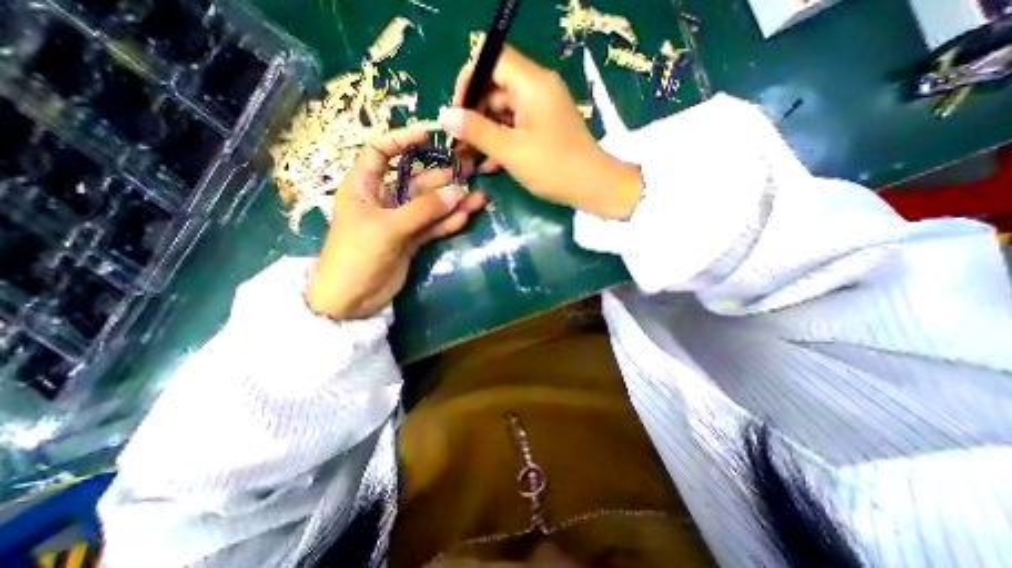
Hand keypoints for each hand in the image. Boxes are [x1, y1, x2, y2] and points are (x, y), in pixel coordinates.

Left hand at [304, 127, 484, 319]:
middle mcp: (384, 200)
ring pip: (430, 206)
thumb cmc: (357, 256)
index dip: (401, 141)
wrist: (353, 299)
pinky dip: (448, 222)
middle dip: (442, 177)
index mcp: (364, 186)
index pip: (379, 152)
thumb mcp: (388, 228)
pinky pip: (433, 226)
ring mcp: (400, 221)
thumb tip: (457, 191)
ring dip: (452, 202)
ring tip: (478, 196)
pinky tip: (466, 216)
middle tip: (470, 170)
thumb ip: (423, 210)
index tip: (428, 136)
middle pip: (415, 181)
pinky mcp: (412, 240)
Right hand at [438, 44, 643, 219]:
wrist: (593, 187)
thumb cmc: (553, 167)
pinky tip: (489, 164)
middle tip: (459, 143)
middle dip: (474, 114)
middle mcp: (538, 89)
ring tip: (468, 158)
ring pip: (504, 111)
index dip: (469, 81)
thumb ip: (477, 131)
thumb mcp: (511, 151)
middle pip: (496, 88)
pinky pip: (516, 127)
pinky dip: (502, 141)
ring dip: (485, 133)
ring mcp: (542, 109)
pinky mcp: (544, 127)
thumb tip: (444, 115)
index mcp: (532, 83)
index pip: (492, 60)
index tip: (456, 112)